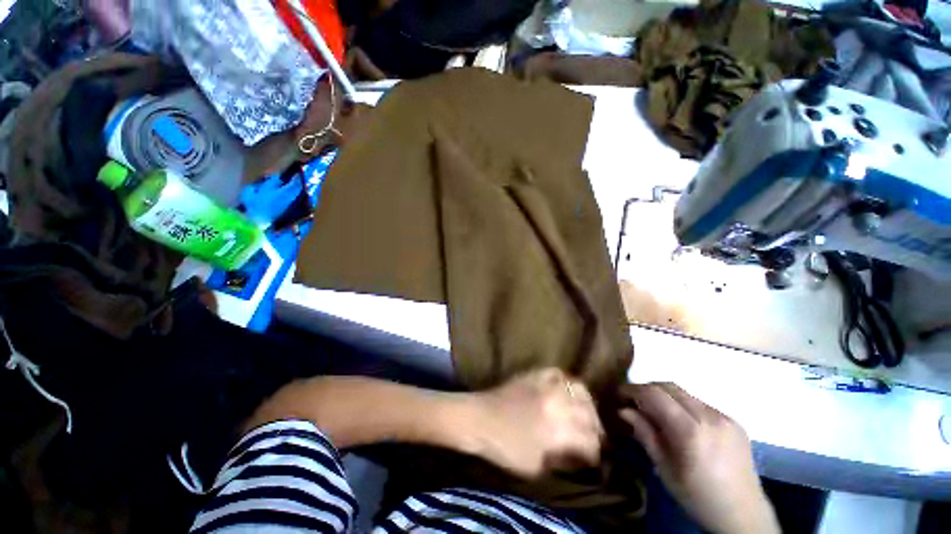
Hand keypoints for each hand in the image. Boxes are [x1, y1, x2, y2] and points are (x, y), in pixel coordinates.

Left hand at [462, 368, 603, 479]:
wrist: (480, 419)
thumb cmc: (504, 447)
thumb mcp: (535, 468)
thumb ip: (561, 461)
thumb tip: (577, 456)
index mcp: (559, 430)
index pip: (590, 441)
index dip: (595, 453)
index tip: (593, 459)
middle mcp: (559, 403)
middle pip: (589, 414)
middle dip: (595, 429)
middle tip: (592, 437)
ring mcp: (547, 385)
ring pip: (579, 388)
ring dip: (587, 403)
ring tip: (584, 412)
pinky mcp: (536, 374)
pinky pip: (558, 372)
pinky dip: (566, 382)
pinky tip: (566, 391)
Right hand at [619, 383, 779, 533]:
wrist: (744, 514)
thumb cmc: (697, 496)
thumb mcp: (664, 469)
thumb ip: (645, 434)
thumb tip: (623, 410)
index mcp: (691, 431)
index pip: (654, 394)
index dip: (632, 389)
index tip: (618, 395)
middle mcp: (709, 416)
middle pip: (669, 386)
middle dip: (646, 389)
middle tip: (633, 401)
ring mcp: (724, 417)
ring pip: (684, 392)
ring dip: (664, 396)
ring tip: (654, 411)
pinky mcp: (733, 421)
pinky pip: (700, 403)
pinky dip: (682, 405)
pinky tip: (680, 422)